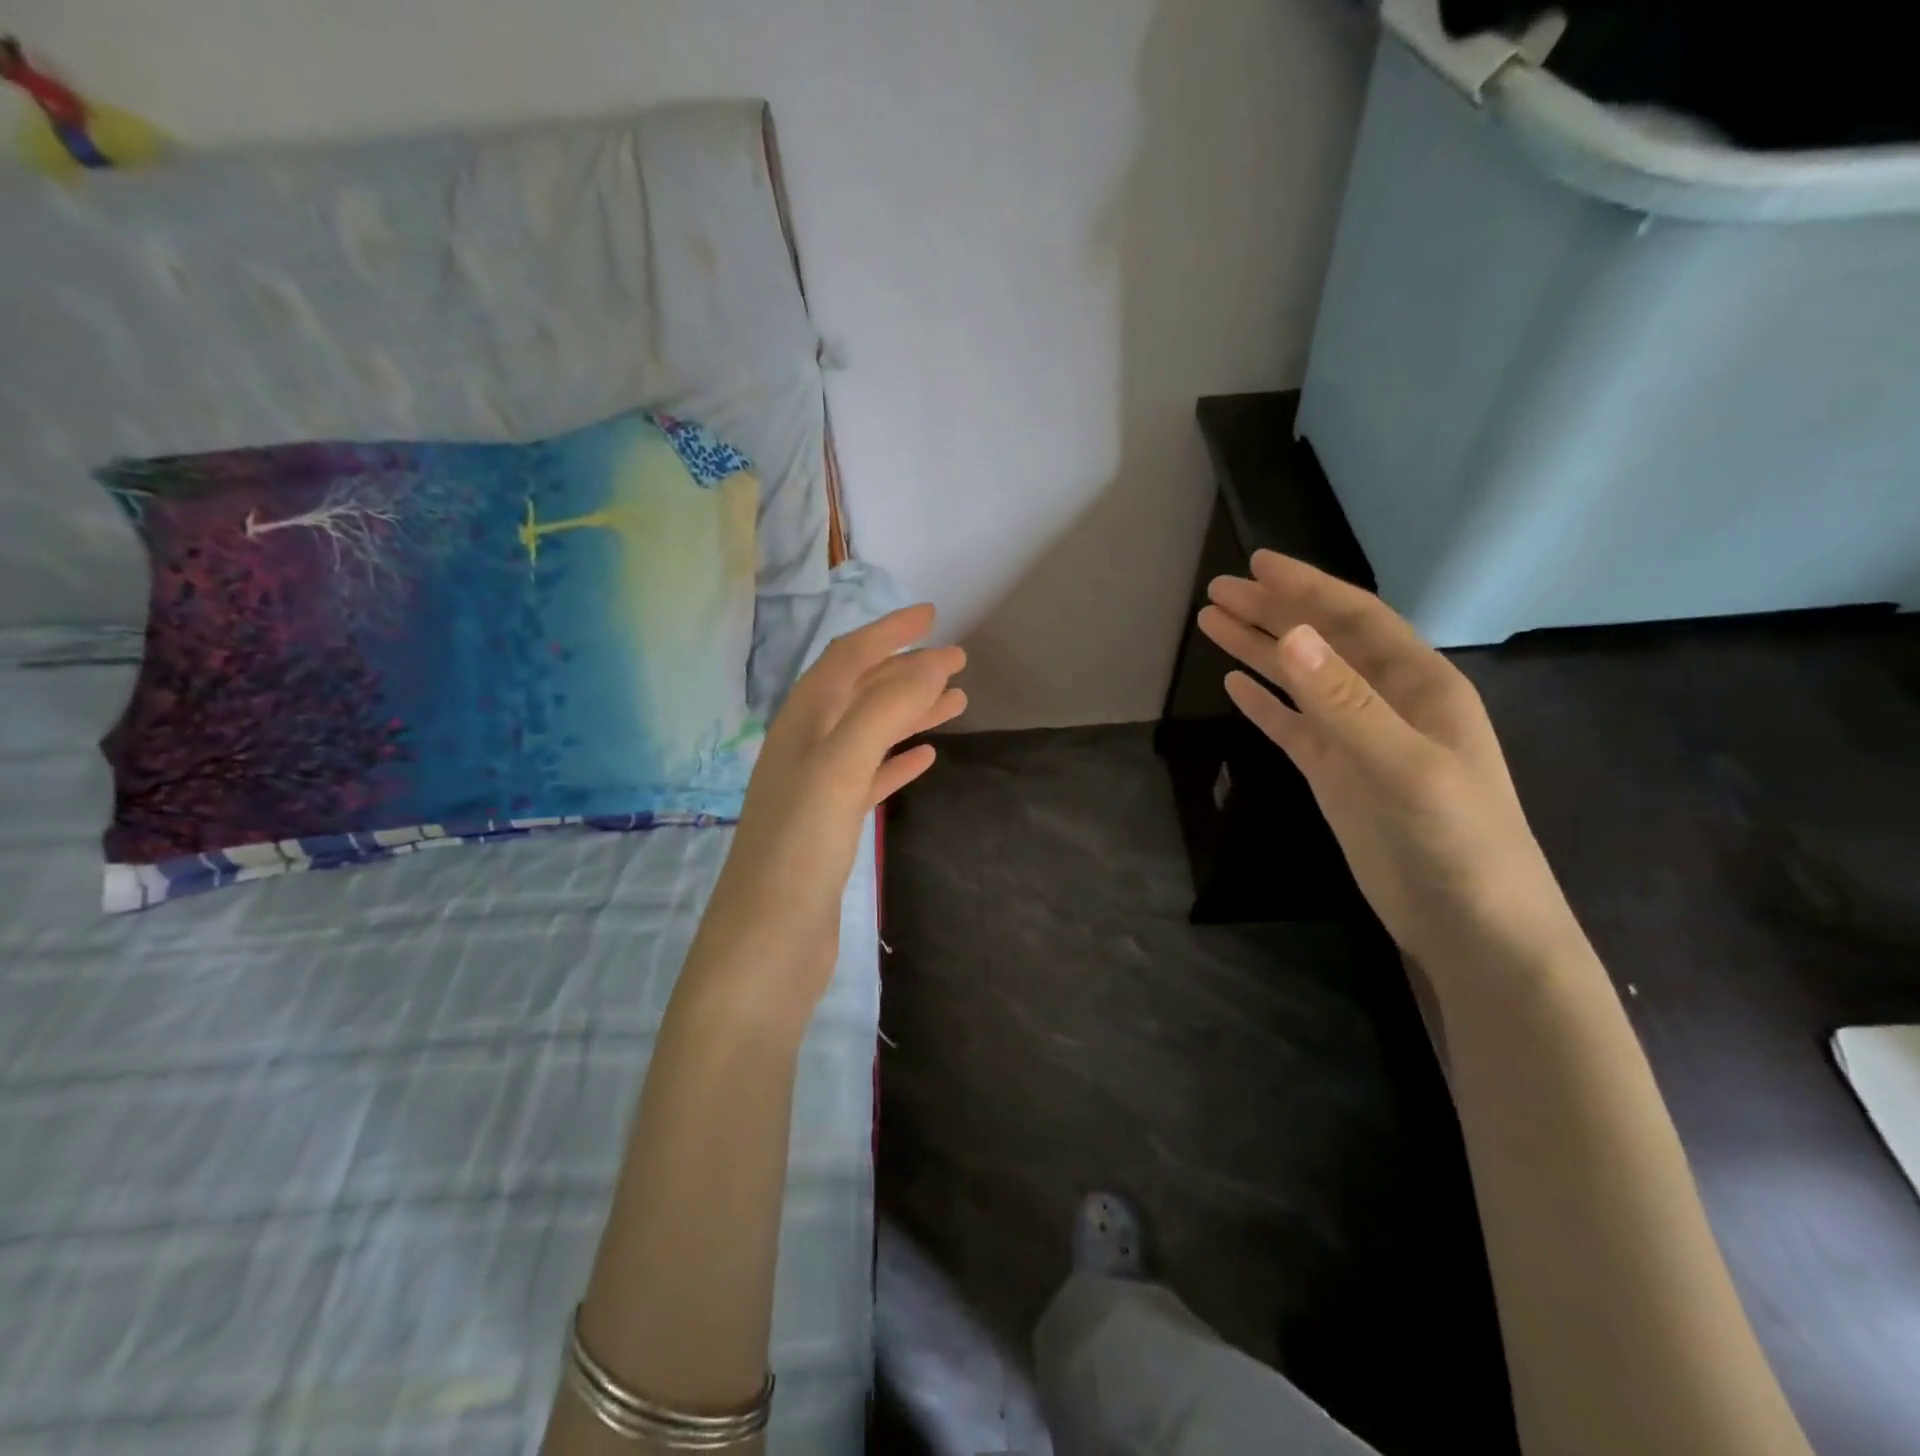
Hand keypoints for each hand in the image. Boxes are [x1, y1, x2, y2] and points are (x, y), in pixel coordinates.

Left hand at [689, 605, 965, 1007]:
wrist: (766, 945)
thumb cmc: (798, 849)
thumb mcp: (840, 767)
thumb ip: (883, 710)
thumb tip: (929, 664)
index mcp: (802, 724)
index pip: (847, 658)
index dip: (888, 632)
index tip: (933, 616)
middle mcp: (806, 748)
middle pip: (862, 693)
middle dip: (907, 671)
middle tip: (958, 660)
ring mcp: (818, 789)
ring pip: (871, 734)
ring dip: (910, 712)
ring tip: (957, 701)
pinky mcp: (831, 827)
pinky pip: (871, 778)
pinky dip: (898, 761)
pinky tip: (926, 758)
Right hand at [1197, 551, 1580, 977]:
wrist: (1472, 926)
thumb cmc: (1455, 842)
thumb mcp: (1404, 767)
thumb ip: (1346, 703)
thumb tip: (1290, 636)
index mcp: (1418, 685)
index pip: (1355, 619)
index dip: (1307, 587)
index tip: (1257, 564)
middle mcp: (1387, 702)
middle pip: (1320, 642)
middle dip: (1271, 611)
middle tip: (1217, 589)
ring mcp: (1358, 740)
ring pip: (1301, 680)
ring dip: (1259, 649)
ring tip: (1211, 624)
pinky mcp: (1337, 775)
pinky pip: (1293, 726)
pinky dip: (1264, 703)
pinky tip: (1235, 685)